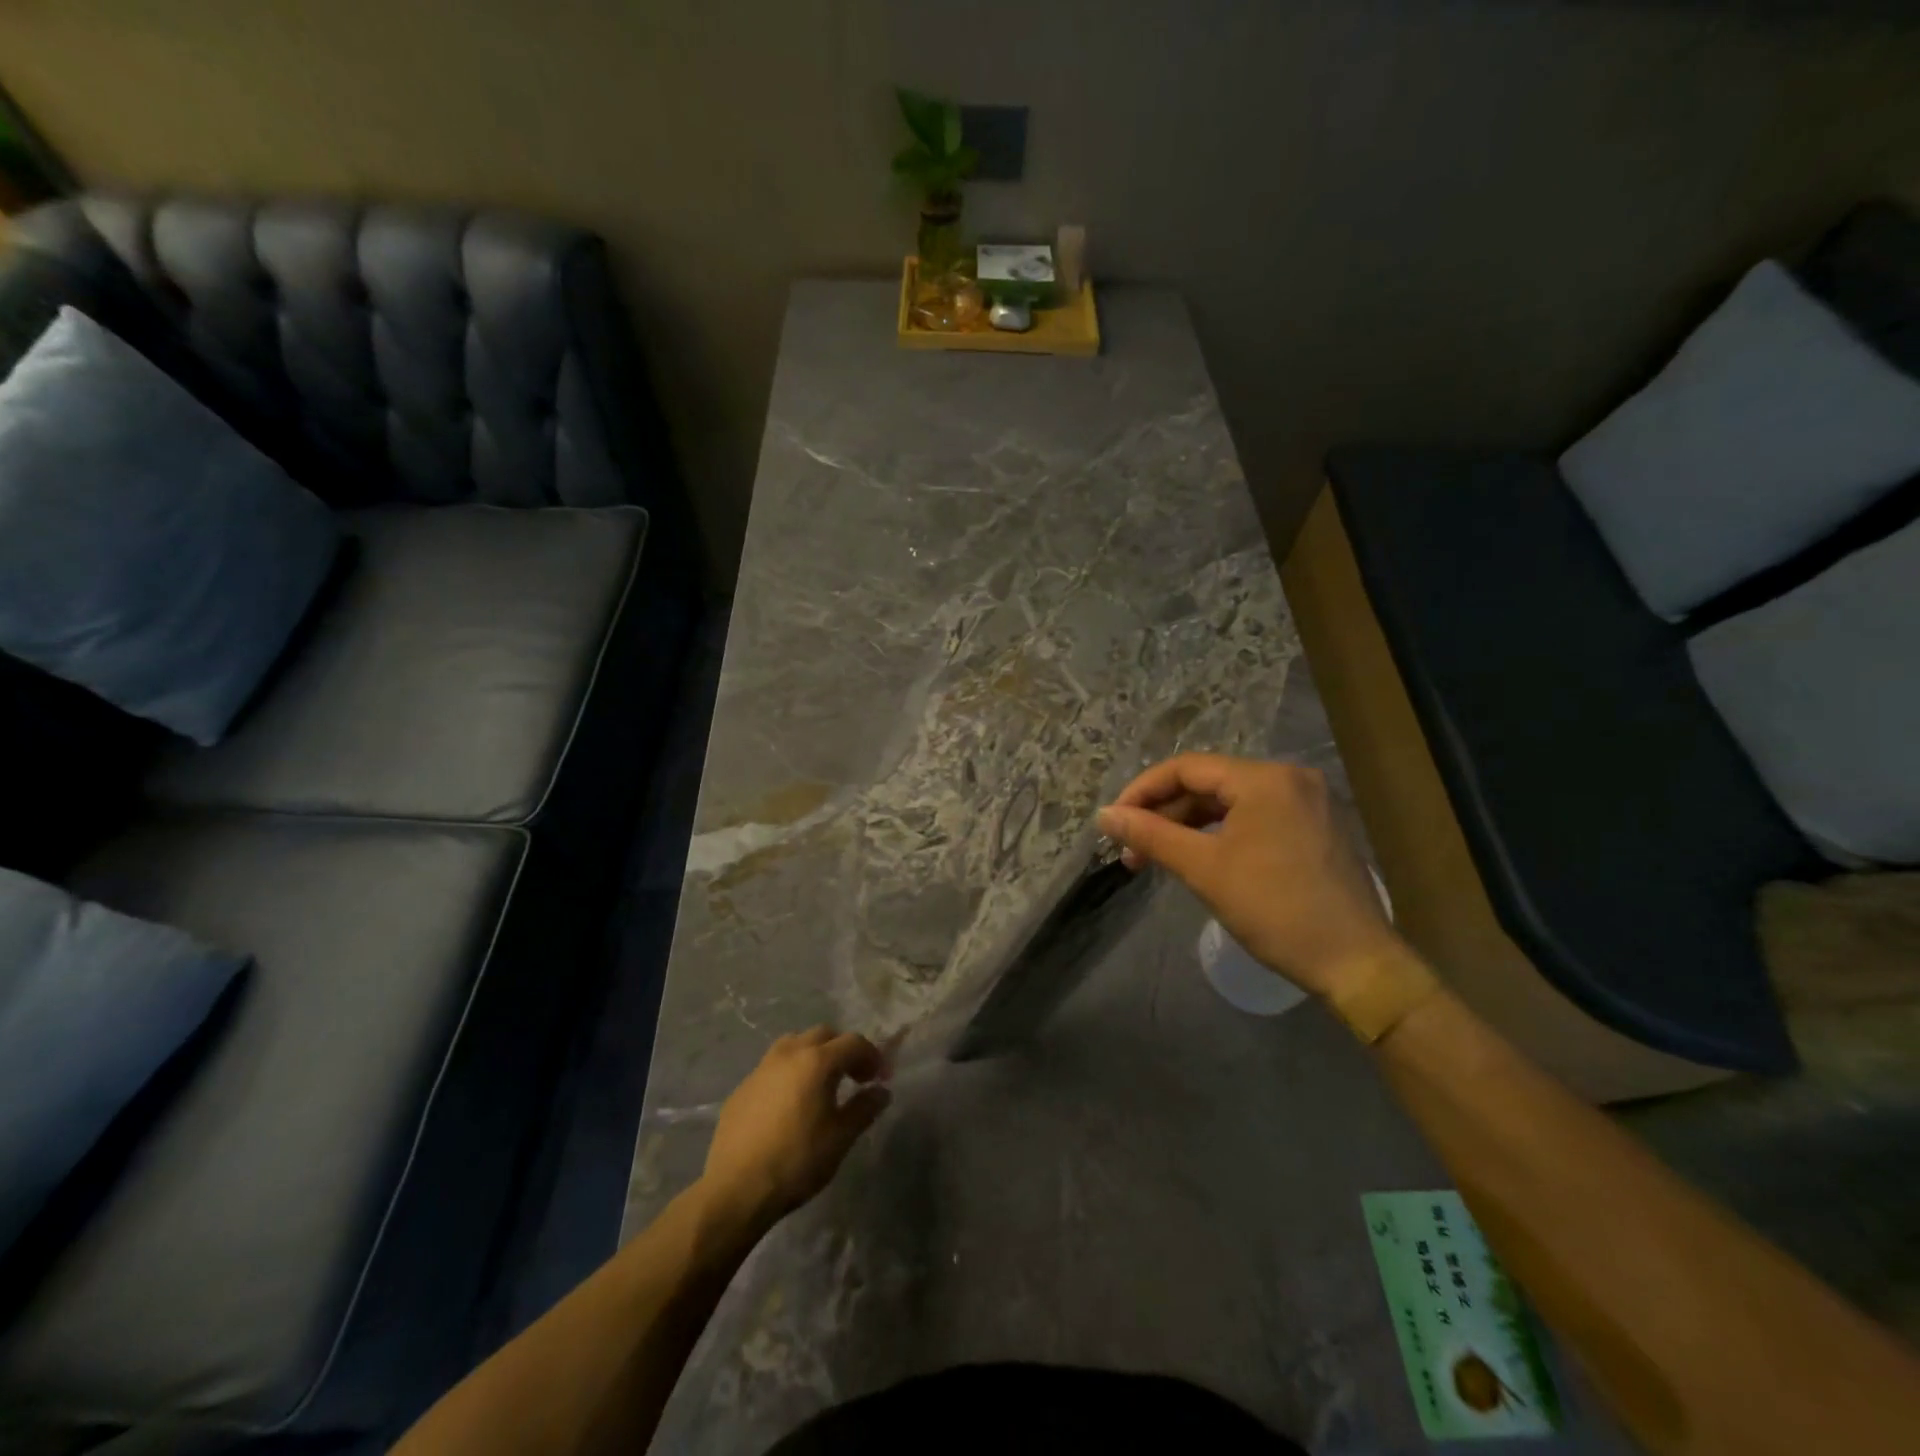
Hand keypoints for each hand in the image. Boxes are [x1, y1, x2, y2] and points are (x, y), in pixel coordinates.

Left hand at [701, 1027, 891, 1229]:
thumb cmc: (797, 1161)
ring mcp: (761, 1068)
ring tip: (820, 1084)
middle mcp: (789, 1054)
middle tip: (854, 1077)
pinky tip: (789, 1104)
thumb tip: (881, 1091)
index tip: (881, 1078)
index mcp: (817, 1061)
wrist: (736, 1189)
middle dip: (842, 1049)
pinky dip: (789, 1073)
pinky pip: (772, 1067)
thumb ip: (864, 1109)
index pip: (853, 1042)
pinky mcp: (742, 1088)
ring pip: (793, 1044)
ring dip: (813, 1054)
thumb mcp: (840, 1138)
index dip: (872, 1056)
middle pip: (823, 1034)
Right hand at [1098, 754, 1404, 998]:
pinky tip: (1198, 857)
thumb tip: (1104, 815)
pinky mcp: (1315, 827)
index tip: (1113, 823)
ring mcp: (1307, 802)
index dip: (1142, 791)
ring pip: (1230, 802)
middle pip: (1208, 783)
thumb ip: (1150, 835)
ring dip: (1189, 825)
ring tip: (1157, 857)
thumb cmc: (1275, 909)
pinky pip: (1254, 817)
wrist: (1355, 963)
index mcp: (1264, 778)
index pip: (1185, 767)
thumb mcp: (1204, 869)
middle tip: (1133, 851)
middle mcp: (1289, 778)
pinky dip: (1220, 833)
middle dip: (1164, 814)